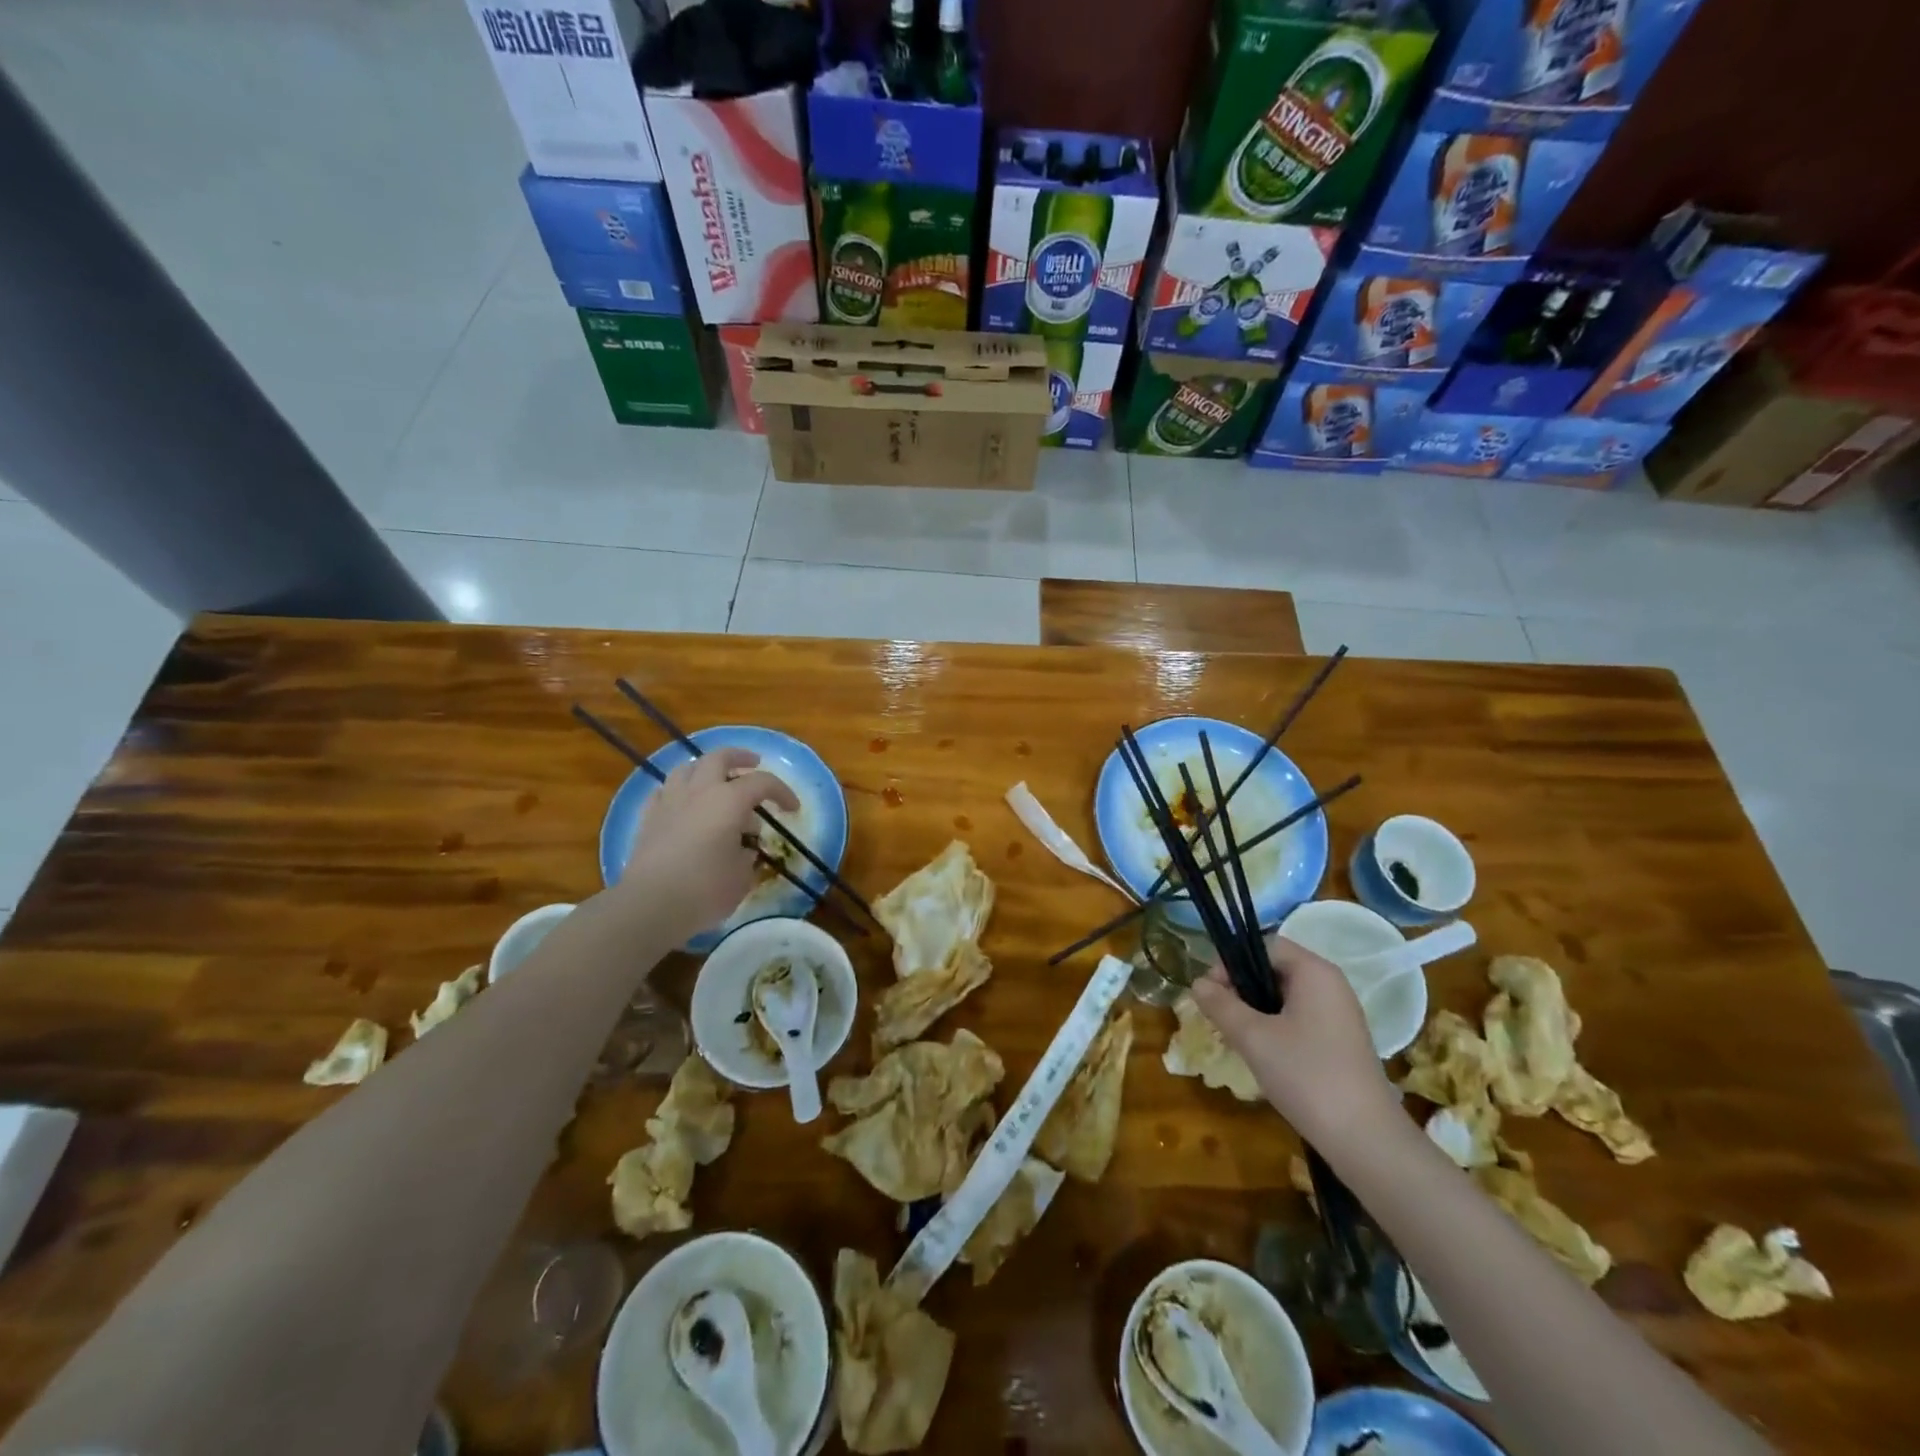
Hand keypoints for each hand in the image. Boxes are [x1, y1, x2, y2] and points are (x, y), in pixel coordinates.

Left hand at [620, 747, 800, 943]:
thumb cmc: (705, 889)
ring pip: (687, 768)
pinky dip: (679, 791)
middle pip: (720, 757)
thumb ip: (747, 855)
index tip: (792, 809)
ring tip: (715, 781)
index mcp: (729, 800)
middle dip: (740, 757)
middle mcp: (699, 791)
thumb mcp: (742, 876)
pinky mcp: (647, 818)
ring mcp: (669, 801)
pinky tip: (683, 803)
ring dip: (706, 769)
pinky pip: (665, 791)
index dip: (782, 792)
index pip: (763, 782)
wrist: (650, 905)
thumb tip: (742, 848)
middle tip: (753, 763)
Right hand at [1189, 935, 1402, 1148]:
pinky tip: (1263, 1055)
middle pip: (1274, 969)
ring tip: (1238, 1038)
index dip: (1233, 962)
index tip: (1213, 992)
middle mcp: (1331, 985)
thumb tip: (1197, 983)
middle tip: (1220, 1017)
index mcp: (1314, 972)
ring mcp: (1340, 1015)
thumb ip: (1220, 1005)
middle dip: (1242, 988)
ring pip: (1285, 997)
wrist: (1366, 1141)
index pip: (1264, 945)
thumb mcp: (1253, 1037)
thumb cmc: (1306, 1076)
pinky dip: (1276, 1028)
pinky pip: (1300, 1019)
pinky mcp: (1341, 1042)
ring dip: (1256, 1011)